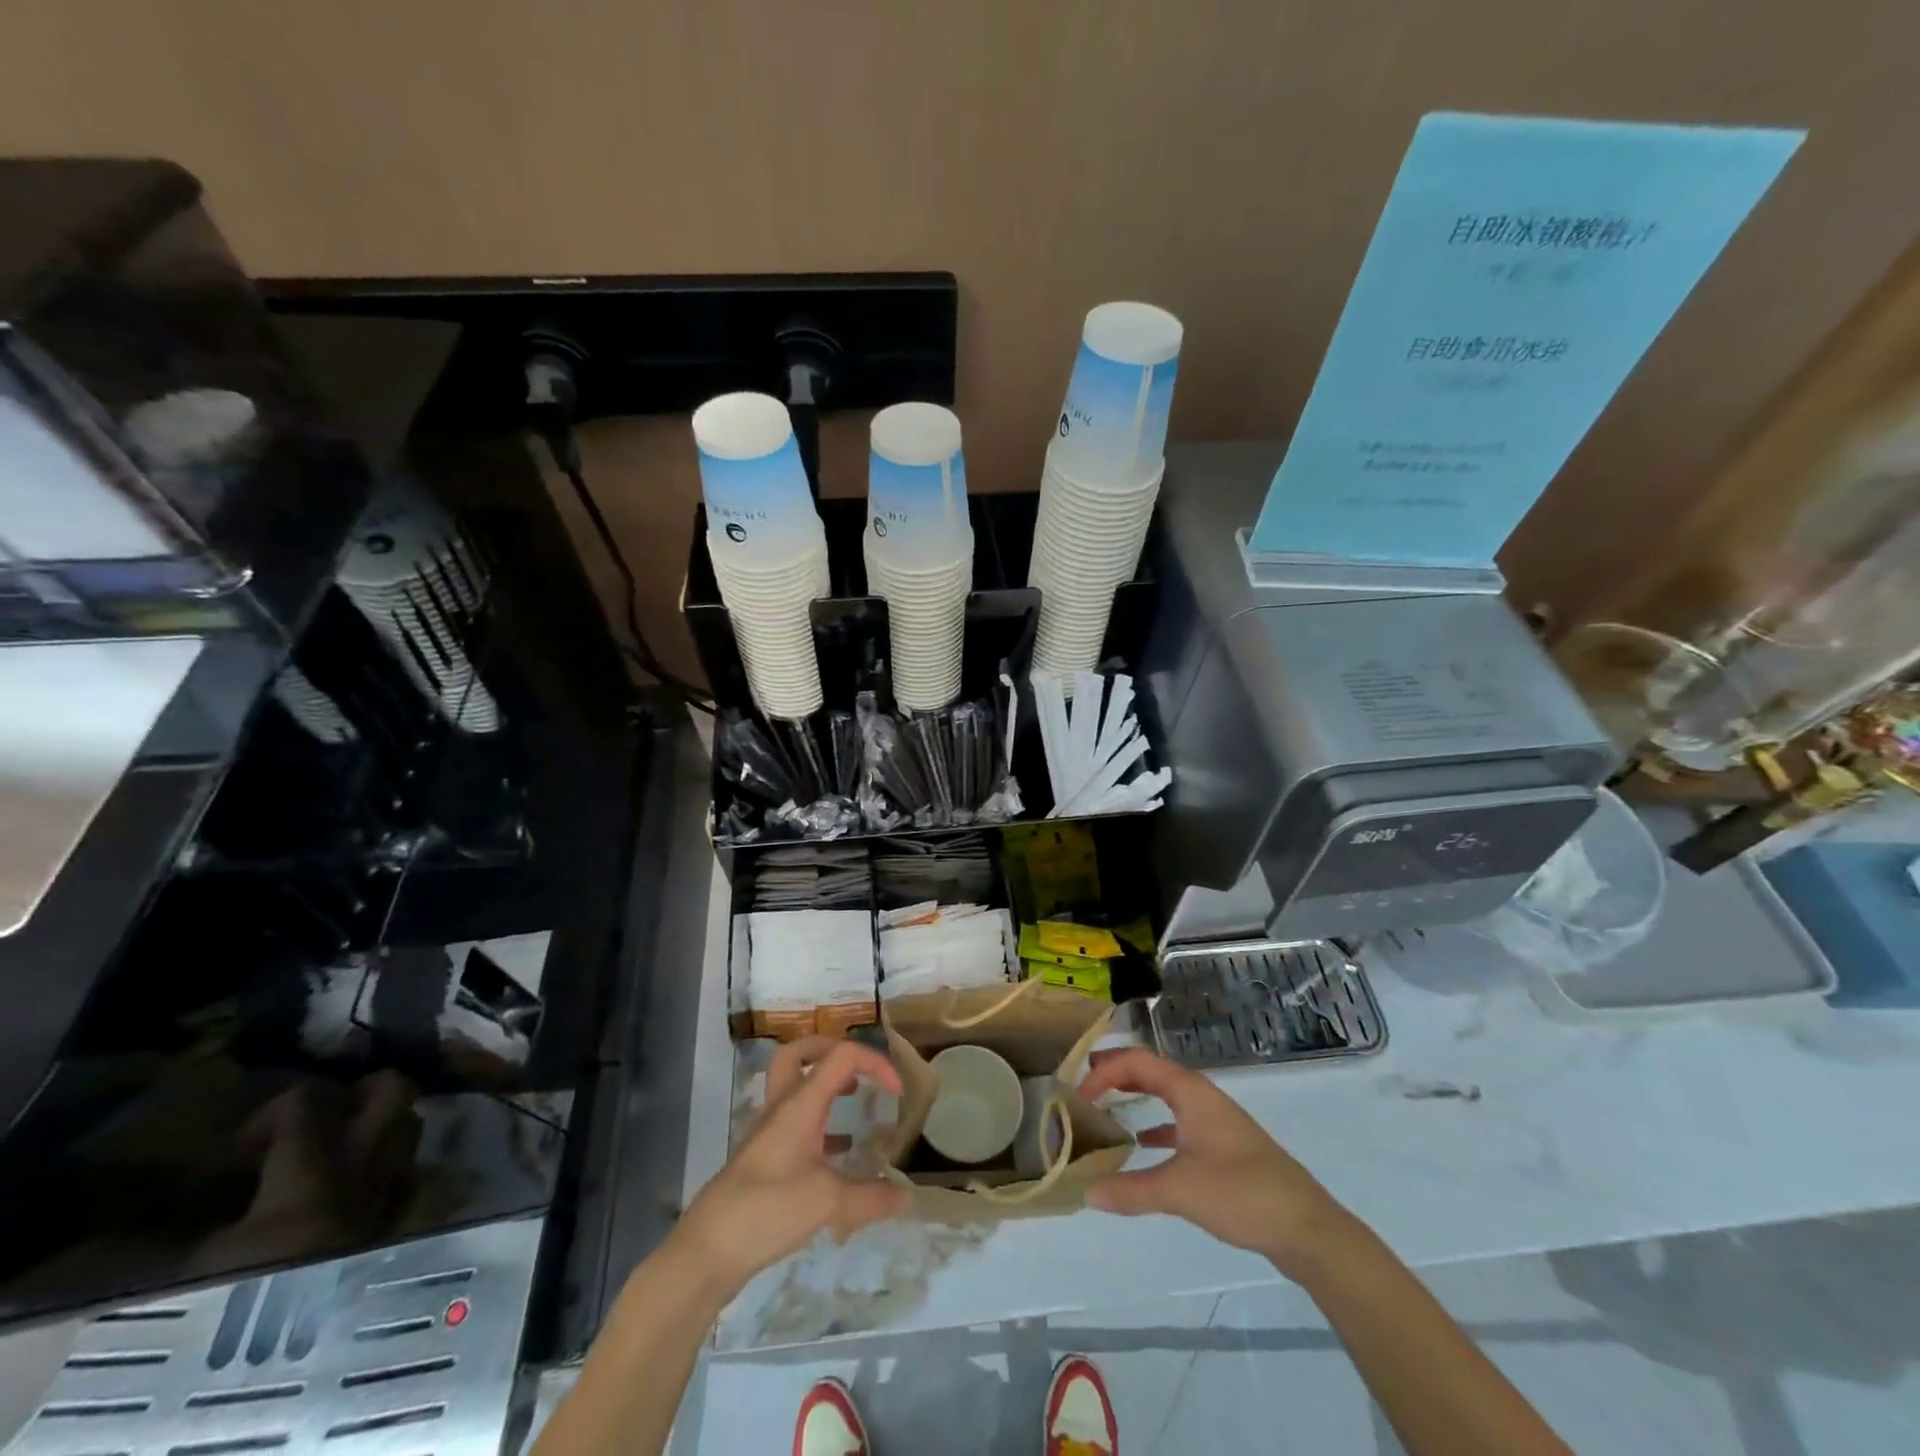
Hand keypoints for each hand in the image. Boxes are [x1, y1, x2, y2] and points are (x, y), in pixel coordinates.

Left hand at [676, 1036, 910, 1292]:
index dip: (875, 1063)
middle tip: (860, 1070)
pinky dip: (820, 1123)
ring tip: (855, 1100)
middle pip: (801, 1052)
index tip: (897, 1094)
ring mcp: (770, 1131)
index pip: (842, 1056)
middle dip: (833, 1050)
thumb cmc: (766, 1211)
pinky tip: (840, 1151)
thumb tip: (908, 1198)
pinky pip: (795, 1121)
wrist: (708, 1250)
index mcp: (800, 1103)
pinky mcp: (765, 1156)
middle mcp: (783, 1107)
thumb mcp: (827, 1203)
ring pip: (795, 1085)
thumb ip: (871, 1197)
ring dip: (825, 1083)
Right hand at [1076, 1047, 1347, 1277]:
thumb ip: (1131, 1190)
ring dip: (1135, 1095)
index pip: (1137, 1062)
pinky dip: (1156, 1124)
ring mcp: (1215, 1121)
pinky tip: (1144, 1144)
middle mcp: (1202, 1097)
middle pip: (1151, 1070)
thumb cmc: (1242, 1193)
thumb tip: (1086, 1193)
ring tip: (1105, 1106)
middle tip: (1082, 1083)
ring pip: (1166, 1095)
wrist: (1307, 1228)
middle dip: (1116, 1073)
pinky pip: (1179, 1121)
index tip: (1078, 1095)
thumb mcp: (1180, 1191)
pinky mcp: (1223, 1147)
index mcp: (1191, 1091)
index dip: (1104, 1071)